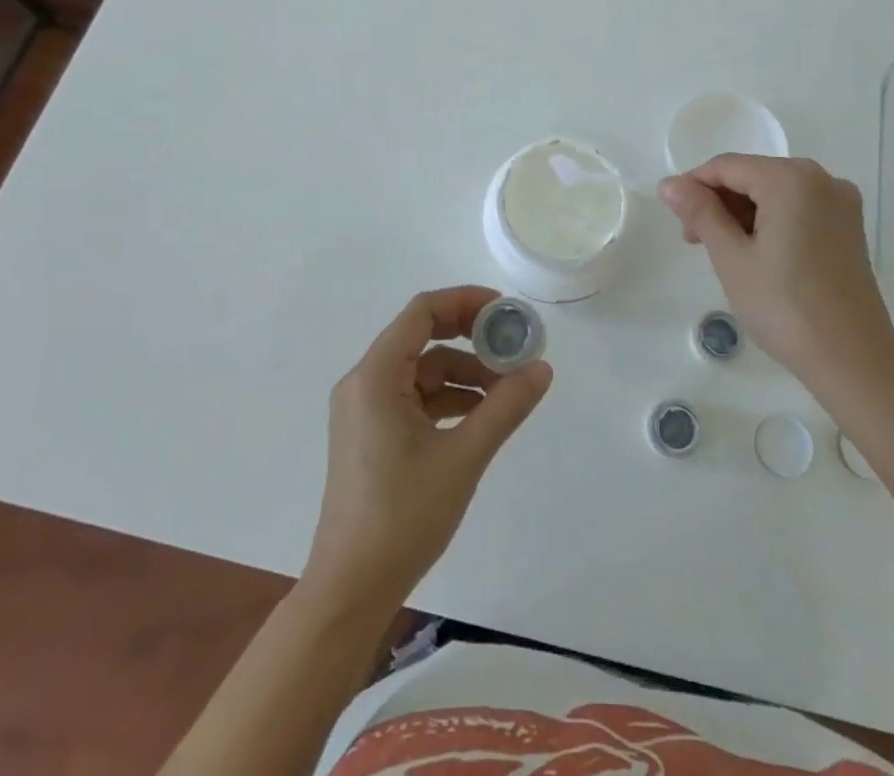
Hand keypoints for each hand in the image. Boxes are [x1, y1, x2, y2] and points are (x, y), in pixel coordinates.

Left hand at [303, 286, 552, 615]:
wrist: (350, 590)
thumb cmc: (402, 516)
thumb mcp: (464, 457)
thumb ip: (506, 407)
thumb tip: (542, 368)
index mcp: (376, 376)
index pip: (422, 312)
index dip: (465, 302)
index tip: (506, 311)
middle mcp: (364, 383)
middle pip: (422, 337)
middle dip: (470, 338)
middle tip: (512, 346)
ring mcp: (365, 410)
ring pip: (422, 371)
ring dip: (464, 373)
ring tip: (507, 391)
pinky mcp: (371, 434)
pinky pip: (414, 398)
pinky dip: (448, 399)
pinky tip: (481, 417)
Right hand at [659, 155, 893, 392]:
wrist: (853, 361)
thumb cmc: (784, 307)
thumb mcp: (731, 258)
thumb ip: (700, 213)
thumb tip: (670, 184)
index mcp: (791, 179)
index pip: (727, 166)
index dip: (694, 186)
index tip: (675, 219)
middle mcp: (821, 179)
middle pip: (753, 175)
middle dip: (719, 202)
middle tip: (695, 242)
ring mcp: (840, 203)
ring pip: (775, 193)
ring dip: (743, 213)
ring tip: (724, 253)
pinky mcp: (849, 227)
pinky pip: (798, 208)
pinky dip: (771, 221)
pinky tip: (757, 254)